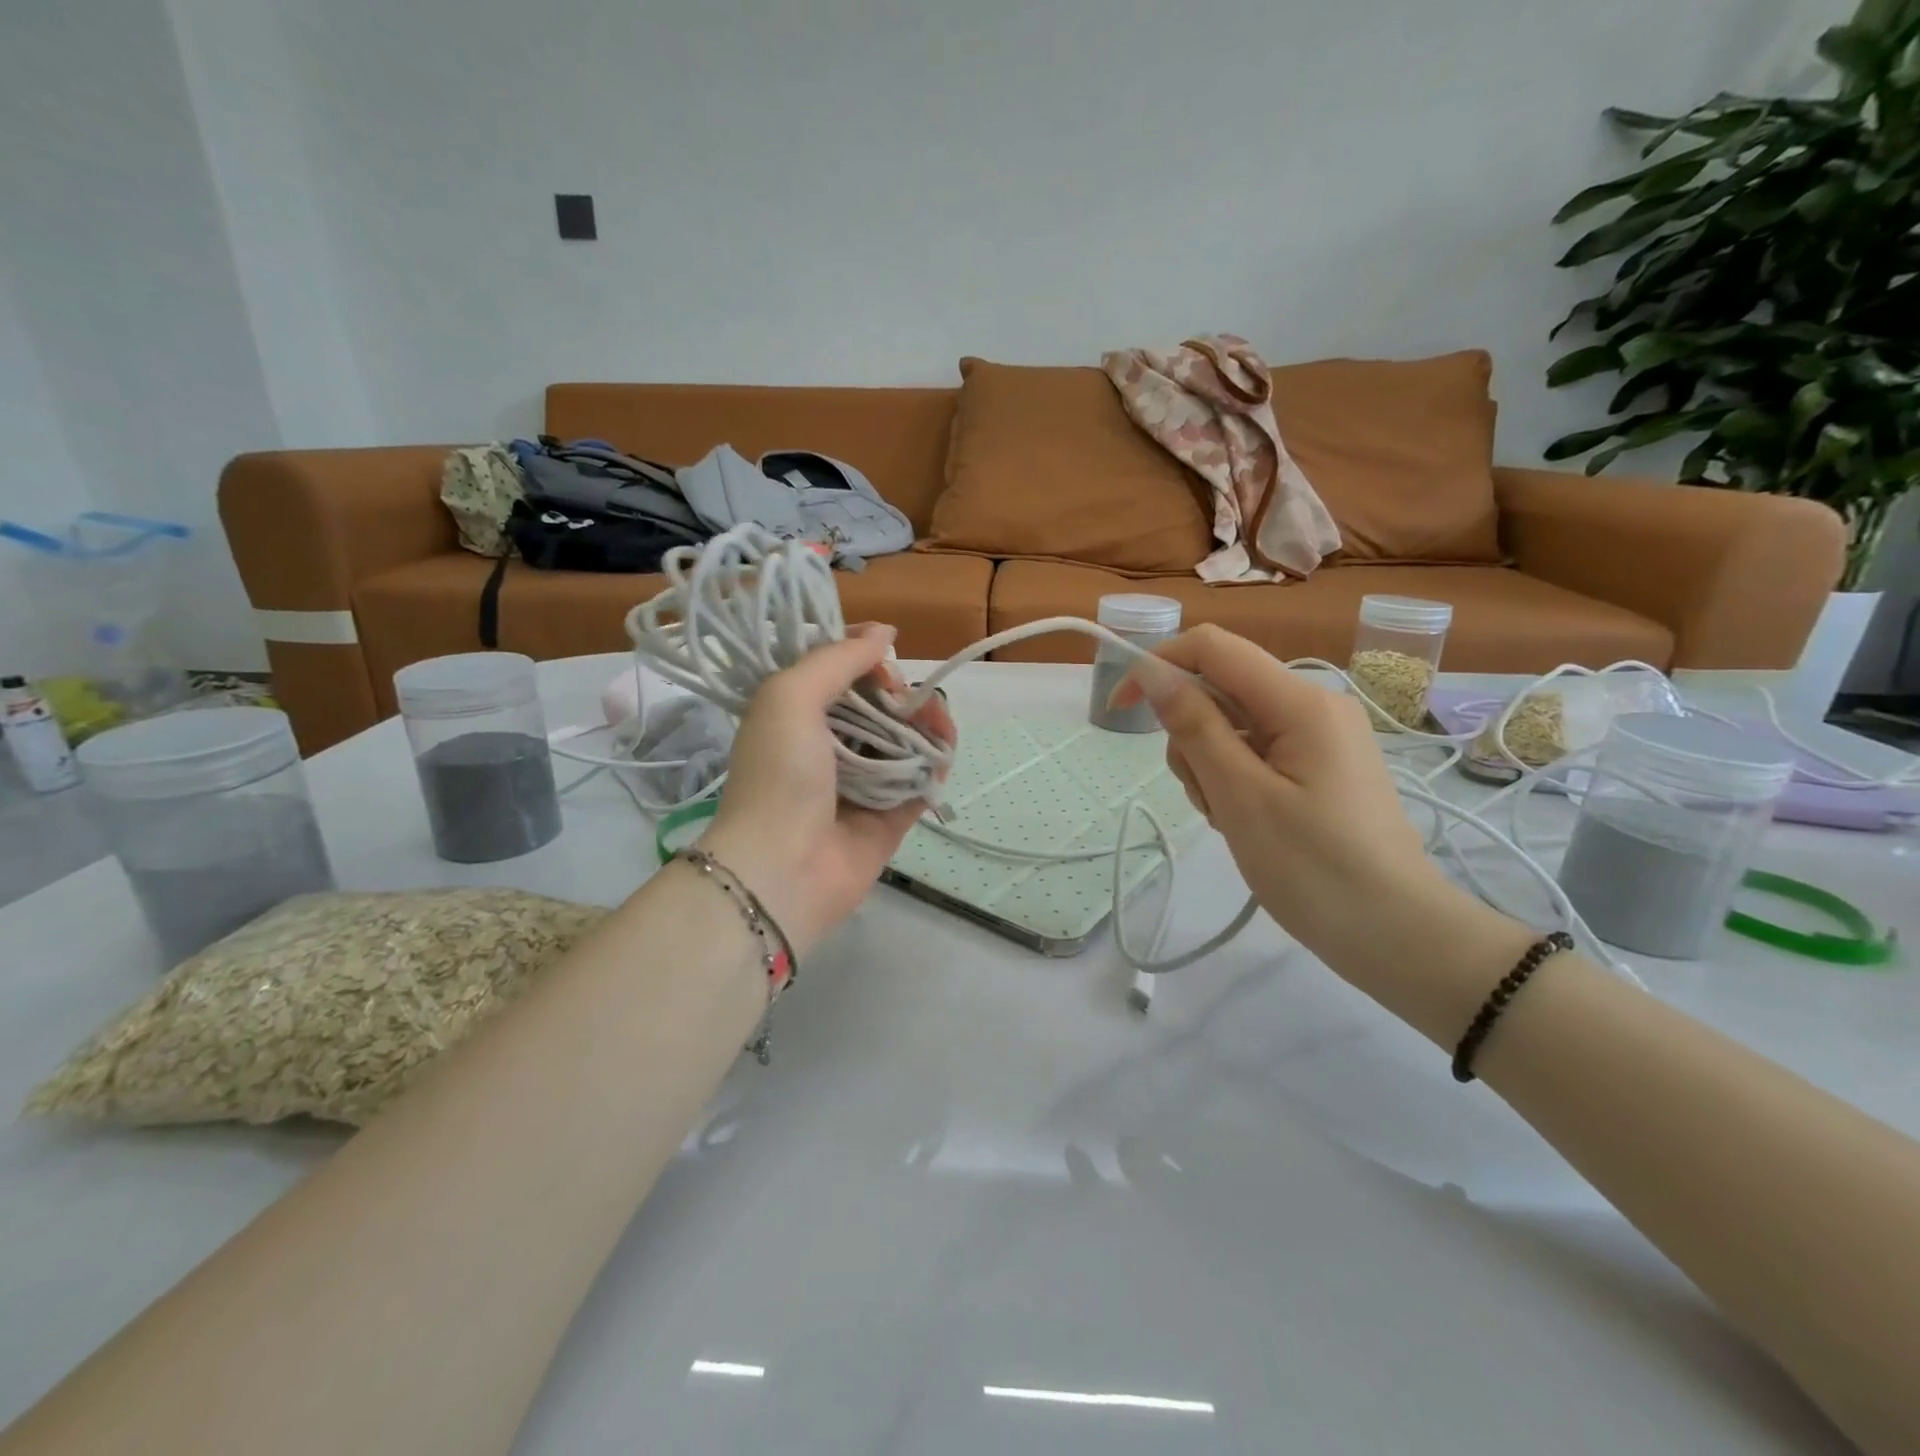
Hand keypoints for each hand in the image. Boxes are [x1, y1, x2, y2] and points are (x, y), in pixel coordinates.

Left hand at [701, 624, 954, 955]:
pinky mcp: (889, 819)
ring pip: (904, 742)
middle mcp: (828, 747)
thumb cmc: (780, 774)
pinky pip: (920, 784)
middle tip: (910, 699)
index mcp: (796, 716)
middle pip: (878, 707)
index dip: (865, 658)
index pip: (838, 674)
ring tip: (939, 724)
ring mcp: (861, 785)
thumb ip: (837, 659)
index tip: (884, 652)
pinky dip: (935, 765)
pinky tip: (942, 753)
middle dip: (902, 694)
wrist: (783, 868)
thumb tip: (884, 632)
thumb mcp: (790, 696)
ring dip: (927, 725)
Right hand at [1111, 625, 1511, 978]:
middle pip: (1220, 690)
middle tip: (1208, 796)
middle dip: (1190, 735)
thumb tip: (1153, 672)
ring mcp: (1318, 737)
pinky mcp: (1318, 766)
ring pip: (1232, 726)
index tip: (1120, 709)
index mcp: (1300, 702)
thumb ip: (1195, 727)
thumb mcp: (1241, 796)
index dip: (1157, 665)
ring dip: (1210, 766)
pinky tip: (1246, 822)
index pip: (1212, 648)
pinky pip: (1255, 753)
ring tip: (1231, 819)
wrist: (1396, 936)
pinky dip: (1233, 781)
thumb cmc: (1315, 868)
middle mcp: (1312, 706)